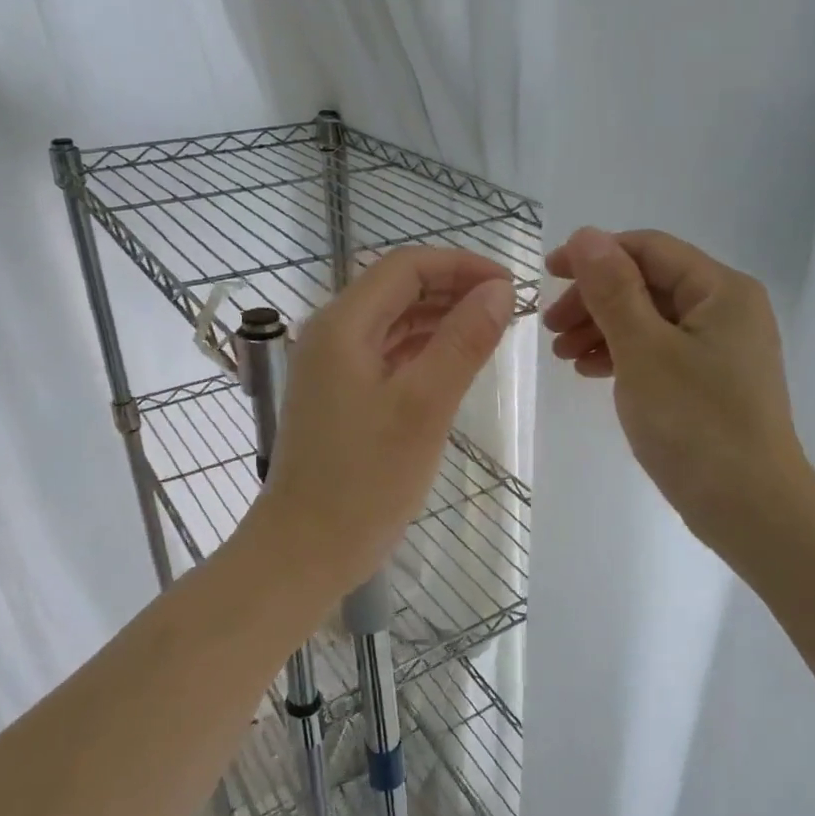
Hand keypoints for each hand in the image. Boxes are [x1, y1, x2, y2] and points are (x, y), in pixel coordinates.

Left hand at [243, 247, 515, 599]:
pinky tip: (454, 363)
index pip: (406, 267)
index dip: (461, 266)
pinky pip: (386, 355)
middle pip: (397, 289)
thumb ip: (462, 342)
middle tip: (507, 308)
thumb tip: (499, 290)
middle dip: (453, 289)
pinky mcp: (340, 397)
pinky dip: (422, 350)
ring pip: (393, 323)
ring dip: (440, 318)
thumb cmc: (364, 480)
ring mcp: (332, 368)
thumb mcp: (423, 407)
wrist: (305, 550)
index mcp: (343, 326)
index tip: (509, 285)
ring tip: (490, 330)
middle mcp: (331, 335)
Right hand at [543, 227, 814, 556]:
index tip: (546, 276)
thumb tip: (585, 234)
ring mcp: (723, 348)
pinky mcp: (713, 381)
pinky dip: (624, 355)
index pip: (648, 249)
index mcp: (721, 290)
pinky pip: (661, 351)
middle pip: (649, 284)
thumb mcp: (643, 351)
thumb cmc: (695, 424)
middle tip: (550, 330)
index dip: (593, 255)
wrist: (750, 508)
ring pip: (651, 320)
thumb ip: (612, 290)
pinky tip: (592, 372)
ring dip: (603, 329)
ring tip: (564, 357)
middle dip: (595, 300)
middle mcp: (728, 309)